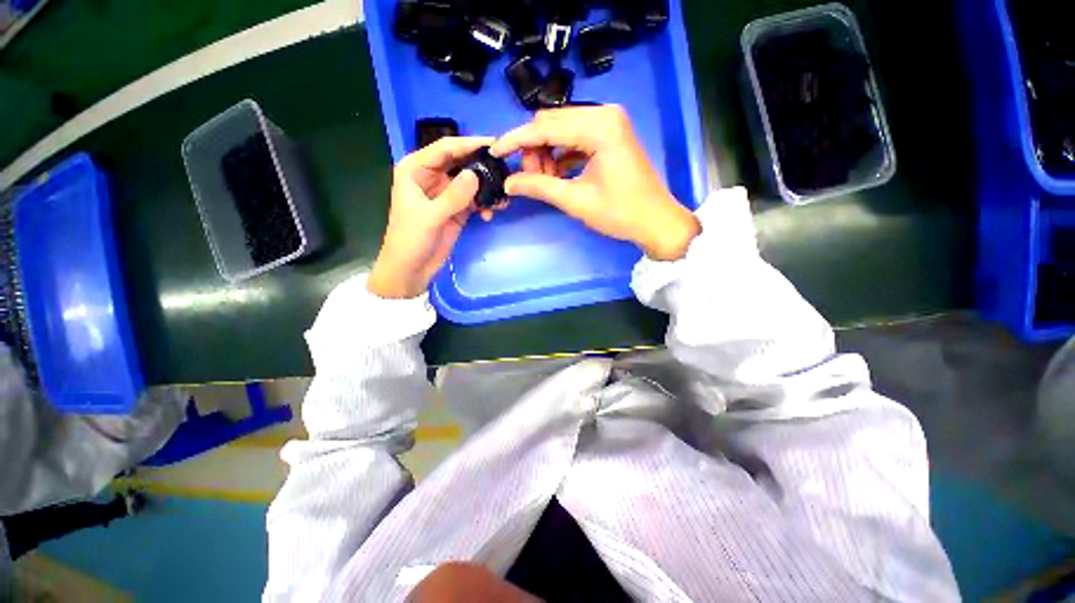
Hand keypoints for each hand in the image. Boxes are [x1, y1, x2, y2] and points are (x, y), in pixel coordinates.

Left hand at [368, 136, 492, 298]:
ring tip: (502, 197)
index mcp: (416, 169)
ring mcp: (446, 194)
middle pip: (461, 162)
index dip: (469, 144)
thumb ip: (453, 196)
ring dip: (487, 189)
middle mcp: (432, 177)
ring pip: (471, 182)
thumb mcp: (430, 216)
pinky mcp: (457, 210)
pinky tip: (491, 214)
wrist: (411, 269)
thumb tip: (475, 175)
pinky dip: (484, 205)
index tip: (494, 144)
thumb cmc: (410, 240)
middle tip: (506, 169)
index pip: (445, 148)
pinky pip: (475, 201)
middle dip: (482, 166)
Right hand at [490, 105, 699, 260]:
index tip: (495, 152)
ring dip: (547, 153)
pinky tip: (557, 175)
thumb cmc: (620, 213)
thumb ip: (539, 187)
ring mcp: (609, 122)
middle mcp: (604, 113)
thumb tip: (508, 183)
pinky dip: (561, 155)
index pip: (545, 127)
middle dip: (534, 150)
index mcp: (599, 126)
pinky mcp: (610, 134)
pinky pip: (575, 138)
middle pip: (552, 123)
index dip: (516, 140)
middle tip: (529, 178)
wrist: (655, 221)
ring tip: (545, 180)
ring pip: (562, 130)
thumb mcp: (575, 200)